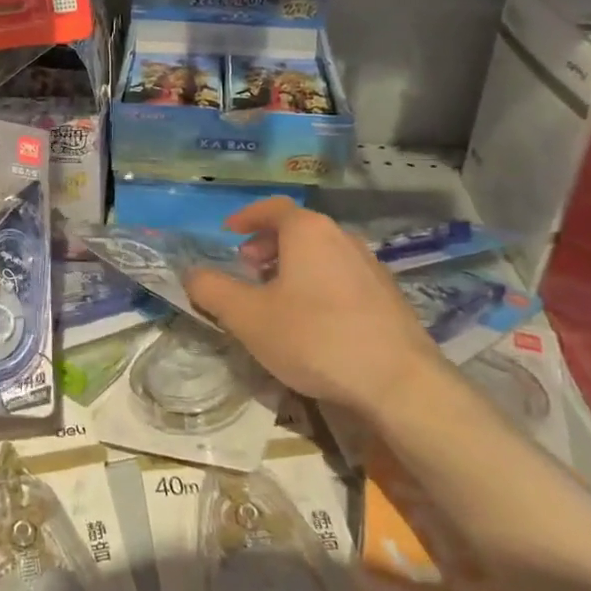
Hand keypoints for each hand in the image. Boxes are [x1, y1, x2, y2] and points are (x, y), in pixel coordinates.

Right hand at [182, 197, 440, 419]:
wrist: (399, 383)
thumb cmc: (314, 338)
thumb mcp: (247, 316)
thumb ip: (212, 290)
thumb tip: (191, 274)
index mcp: (308, 231)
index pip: (272, 207)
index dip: (246, 217)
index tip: (228, 234)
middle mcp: (342, 238)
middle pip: (297, 229)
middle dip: (267, 244)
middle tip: (246, 268)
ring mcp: (370, 266)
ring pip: (321, 254)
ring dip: (292, 266)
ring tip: (275, 297)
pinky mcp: (388, 297)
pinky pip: (342, 276)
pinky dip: (318, 284)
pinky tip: (312, 321)